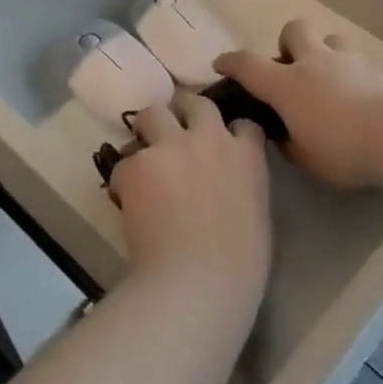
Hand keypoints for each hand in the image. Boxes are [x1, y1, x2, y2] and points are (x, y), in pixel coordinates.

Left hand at [108, 91, 271, 316]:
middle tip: (174, 132)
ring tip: (145, 154)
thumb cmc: (240, 263)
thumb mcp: (258, 214)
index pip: (242, 122)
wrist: (198, 282)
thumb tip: (228, 186)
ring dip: (148, 129)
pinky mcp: (137, 164)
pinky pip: (124, 162)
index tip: (221, 142)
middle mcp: (209, 138)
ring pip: (152, 113)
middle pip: (194, 102)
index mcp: (246, 155)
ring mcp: (170, 147)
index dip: (229, 130)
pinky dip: (124, 178)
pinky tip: (126, 200)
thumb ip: (244, 186)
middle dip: (183, 111)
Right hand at [214, 18, 382, 189]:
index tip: (221, 64)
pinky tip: (364, 103)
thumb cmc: (345, 150)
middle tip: (292, 68)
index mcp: (287, 84)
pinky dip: (356, 77)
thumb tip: (284, 136)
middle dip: (288, 42)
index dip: (230, 62)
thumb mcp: (307, 159)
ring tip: (330, 81)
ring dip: (325, 53)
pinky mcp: (381, 72)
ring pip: (332, 39)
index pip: (248, 65)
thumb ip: (290, 145)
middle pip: (295, 29)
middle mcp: (316, 64)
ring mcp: (351, 63)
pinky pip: (362, 64)